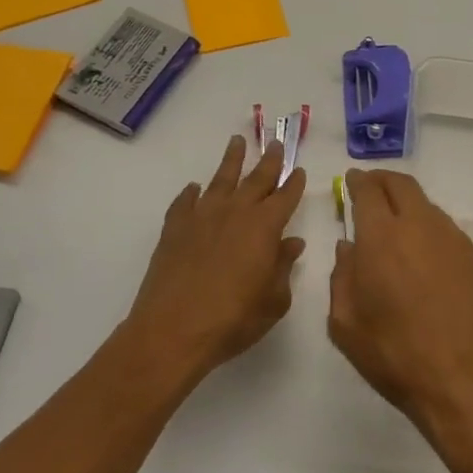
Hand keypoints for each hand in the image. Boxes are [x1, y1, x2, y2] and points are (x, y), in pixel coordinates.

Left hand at [126, 136, 305, 378]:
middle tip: (275, 143)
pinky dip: (191, 193)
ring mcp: (202, 216)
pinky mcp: (174, 228)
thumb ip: (284, 267)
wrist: (173, 331)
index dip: (294, 183)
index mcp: (265, 226)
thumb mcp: (273, 300)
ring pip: (221, 179)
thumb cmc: (233, 319)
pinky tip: (194, 188)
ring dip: (232, 160)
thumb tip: (292, 243)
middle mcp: (235, 212)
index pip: (286, 196)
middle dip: (269, 160)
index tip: (299, 170)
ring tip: (237, 141)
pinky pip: (185, 202)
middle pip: (257, 178)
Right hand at [328, 170, 472, 439]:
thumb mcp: (346, 324)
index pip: (368, 191)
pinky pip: (444, 228)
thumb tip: (349, 247)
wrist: (466, 379)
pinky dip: (427, 227)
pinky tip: (422, 252)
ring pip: (425, 204)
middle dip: (382, 180)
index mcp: (381, 236)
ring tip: (395, 224)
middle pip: (401, 184)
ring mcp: (452, 238)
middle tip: (370, 189)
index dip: (357, 182)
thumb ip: (341, 277)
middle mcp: (419, 225)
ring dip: (407, 204)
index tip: (351, 181)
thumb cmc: (396, 355)